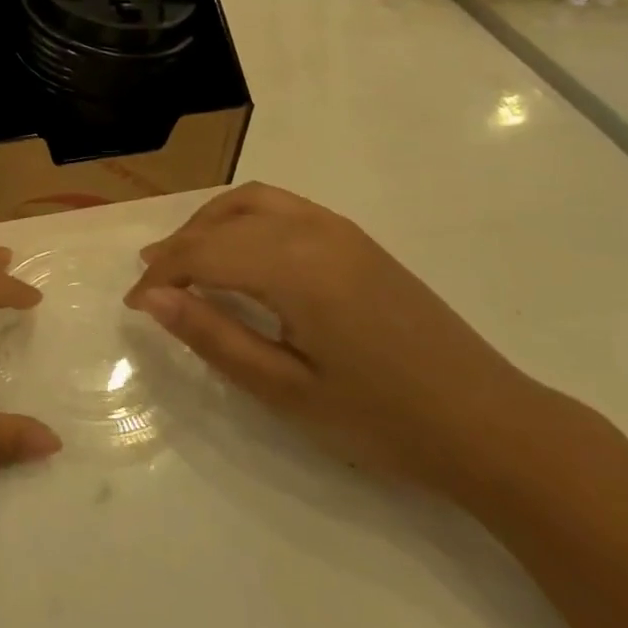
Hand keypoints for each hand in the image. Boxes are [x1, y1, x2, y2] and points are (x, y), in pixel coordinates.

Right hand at [124, 183, 550, 491]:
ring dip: (209, 224)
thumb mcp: (286, 390)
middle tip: (153, 284)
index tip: (134, 305)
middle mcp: (314, 231)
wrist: (492, 426)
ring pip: (252, 201)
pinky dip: (244, 218)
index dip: (161, 274)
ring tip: (186, 259)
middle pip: (223, 220)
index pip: (203, 251)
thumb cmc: (383, 420)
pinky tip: (240, 253)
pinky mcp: (357, 240)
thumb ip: (213, 336)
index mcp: (295, 268)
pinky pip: (283, 207)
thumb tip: (151, 297)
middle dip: (179, 246)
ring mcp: (340, 230)